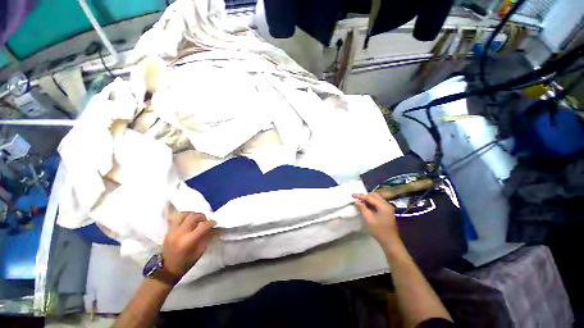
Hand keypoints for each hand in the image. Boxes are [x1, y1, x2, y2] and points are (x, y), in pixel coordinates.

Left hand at [162, 212, 216, 280]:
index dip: (211, 223)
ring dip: (192, 214)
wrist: (167, 269)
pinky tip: (188, 221)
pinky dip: (184, 217)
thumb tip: (211, 228)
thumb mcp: (200, 251)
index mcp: (189, 240)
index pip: (203, 226)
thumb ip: (206, 237)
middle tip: (205, 220)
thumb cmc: (186, 262)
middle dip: (202, 216)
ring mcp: (172, 231)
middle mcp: (180, 233)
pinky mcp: (168, 231)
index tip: (215, 223)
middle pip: (193, 217)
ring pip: (183, 214)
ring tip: (196, 219)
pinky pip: (176, 218)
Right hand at [352, 193, 402, 252]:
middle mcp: (387, 204)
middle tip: (356, 198)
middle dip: (364, 196)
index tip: (352, 195)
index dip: (360, 196)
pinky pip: (378, 203)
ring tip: (359, 201)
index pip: (370, 197)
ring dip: (368, 199)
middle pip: (374, 196)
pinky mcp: (387, 211)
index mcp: (383, 206)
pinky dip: (371, 202)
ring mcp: (388, 208)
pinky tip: (366, 206)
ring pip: (376, 198)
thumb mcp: (369, 219)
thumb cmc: (379, 231)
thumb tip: (356, 201)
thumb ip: (362, 208)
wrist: (390, 242)